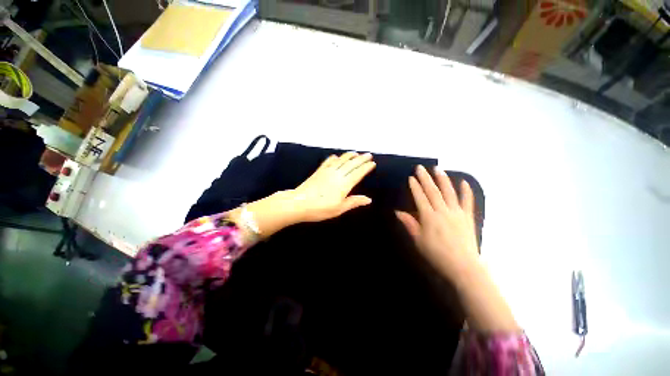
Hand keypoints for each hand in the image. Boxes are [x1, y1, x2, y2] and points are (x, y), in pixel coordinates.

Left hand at [292, 152, 375, 221]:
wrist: (299, 203)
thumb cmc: (320, 209)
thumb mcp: (339, 209)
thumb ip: (354, 202)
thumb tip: (368, 199)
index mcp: (344, 184)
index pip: (358, 173)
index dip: (366, 168)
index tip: (372, 163)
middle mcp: (337, 175)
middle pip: (351, 164)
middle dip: (361, 159)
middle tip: (368, 154)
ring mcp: (327, 171)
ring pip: (341, 160)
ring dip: (349, 156)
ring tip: (355, 153)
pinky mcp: (318, 171)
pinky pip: (328, 161)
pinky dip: (333, 158)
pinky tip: (335, 156)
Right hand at [396, 165, 479, 281]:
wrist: (463, 266)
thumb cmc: (437, 254)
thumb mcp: (419, 240)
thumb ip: (409, 224)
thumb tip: (398, 212)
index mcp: (429, 217)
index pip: (420, 197)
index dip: (415, 187)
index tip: (411, 177)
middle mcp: (443, 211)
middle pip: (433, 191)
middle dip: (425, 178)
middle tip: (420, 167)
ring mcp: (457, 213)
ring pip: (449, 192)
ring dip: (443, 179)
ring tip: (438, 169)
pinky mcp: (468, 217)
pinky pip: (467, 201)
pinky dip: (466, 191)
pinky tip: (464, 181)